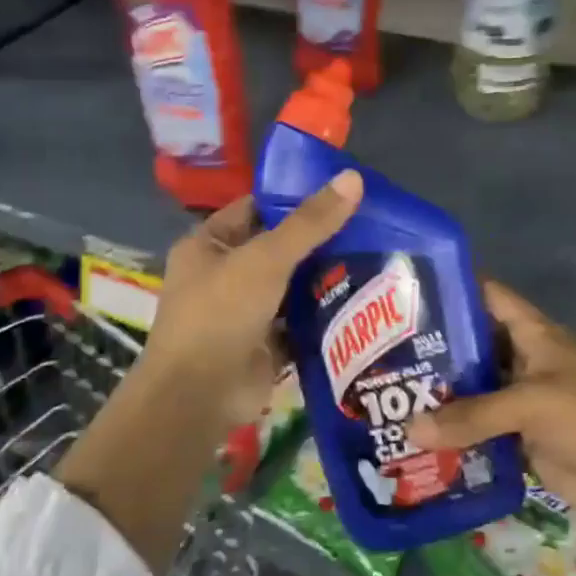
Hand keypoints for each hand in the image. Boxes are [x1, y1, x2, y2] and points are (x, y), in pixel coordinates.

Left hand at [133, 171, 362, 436]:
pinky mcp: (264, 345)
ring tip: (376, 258)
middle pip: (279, 249)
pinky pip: (300, 322)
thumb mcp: (266, 259)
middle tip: (370, 227)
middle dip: (319, 242)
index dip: (295, 199)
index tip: (341, 193)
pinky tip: (364, 302)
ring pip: (292, 287)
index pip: (256, 209)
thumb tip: (353, 178)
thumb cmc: (221, 314)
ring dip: (325, 278)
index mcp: (208, 245)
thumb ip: (310, 223)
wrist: (199, 397)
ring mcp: (244, 313)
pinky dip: (324, 315)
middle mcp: (223, 275)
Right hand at [406, 280, 575, 575]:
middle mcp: (522, 359)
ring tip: (389, 394)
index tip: (409, 290)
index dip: (454, 287)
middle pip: (473, 344)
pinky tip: (417, 436)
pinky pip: (479, 428)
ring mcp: (520, 399)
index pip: (489, 296)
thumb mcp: (531, 404)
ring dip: (441, 394)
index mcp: (532, 334)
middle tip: (383, 352)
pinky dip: (454, 432)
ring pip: (473, 389)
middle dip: (435, 348)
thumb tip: (411, 430)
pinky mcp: (519, 436)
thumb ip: (472, 416)